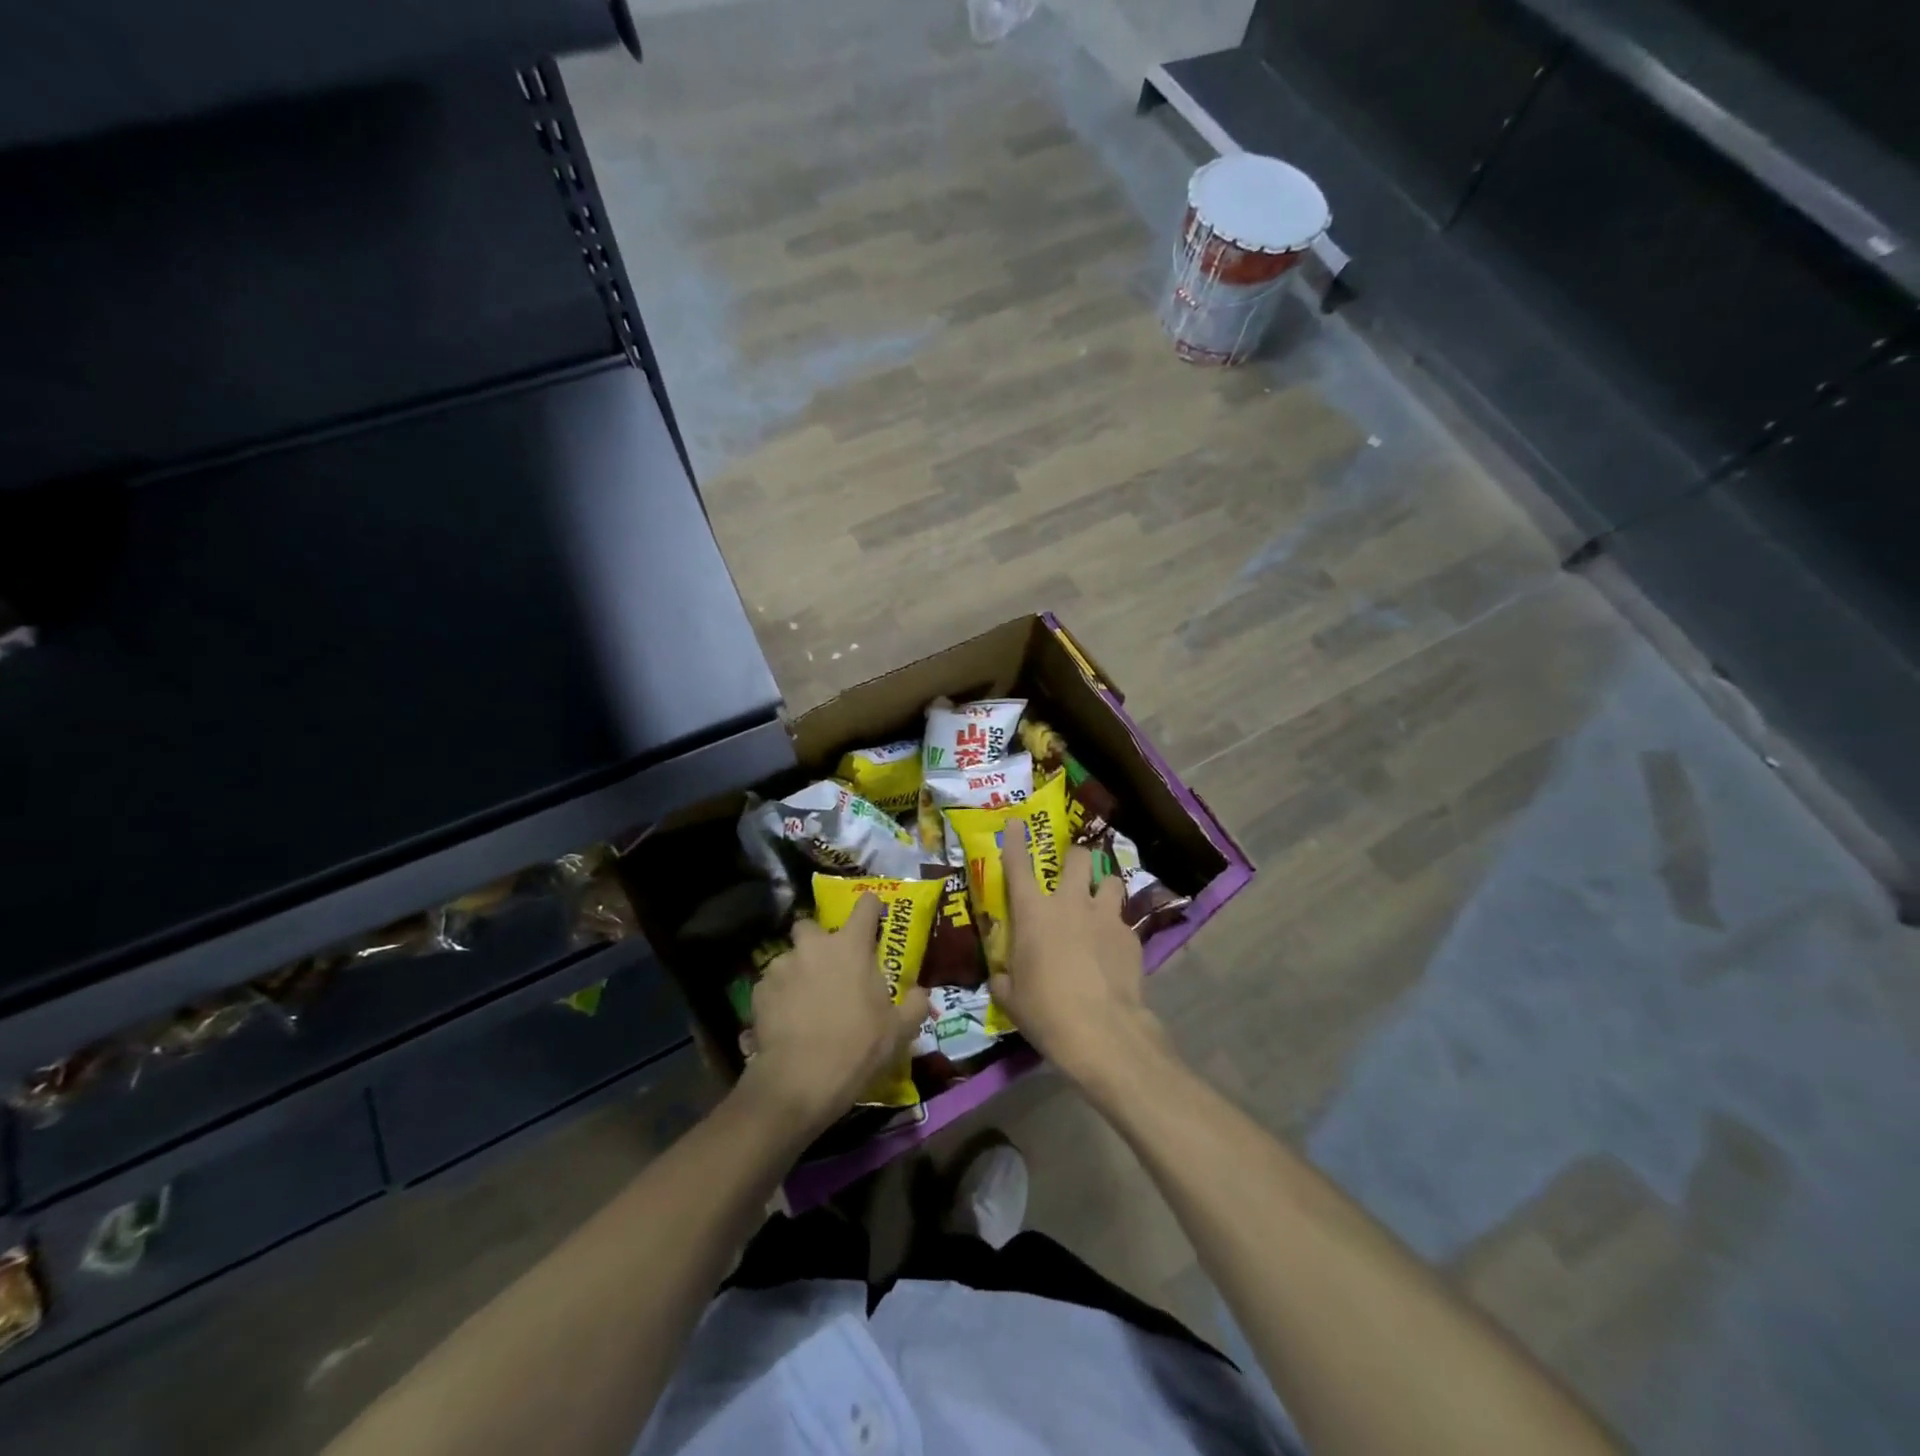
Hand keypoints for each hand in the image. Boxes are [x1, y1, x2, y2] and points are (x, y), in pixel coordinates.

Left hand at [737, 895, 930, 1138]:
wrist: (800, 1081)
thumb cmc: (857, 1047)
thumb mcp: (900, 1031)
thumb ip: (915, 1004)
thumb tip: (920, 993)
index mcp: (851, 946)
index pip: (865, 905)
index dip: (871, 907)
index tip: (873, 916)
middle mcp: (814, 946)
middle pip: (811, 924)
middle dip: (817, 940)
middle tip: (828, 965)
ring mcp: (781, 966)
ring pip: (789, 957)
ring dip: (797, 970)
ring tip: (803, 1000)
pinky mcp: (758, 991)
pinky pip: (771, 984)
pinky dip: (778, 996)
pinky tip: (784, 1019)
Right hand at [991, 820, 1164, 1086]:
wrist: (1102, 1032)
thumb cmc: (1046, 1012)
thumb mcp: (1011, 998)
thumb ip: (1004, 978)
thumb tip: (1002, 975)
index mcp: (1033, 914)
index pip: (1018, 866)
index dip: (1015, 841)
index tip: (1016, 822)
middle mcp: (1071, 904)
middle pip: (1078, 857)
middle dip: (1075, 857)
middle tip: (1072, 870)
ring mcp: (1106, 917)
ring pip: (1110, 880)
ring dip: (1103, 888)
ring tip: (1100, 904)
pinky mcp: (1131, 937)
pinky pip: (1124, 921)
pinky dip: (1117, 930)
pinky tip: (1114, 951)